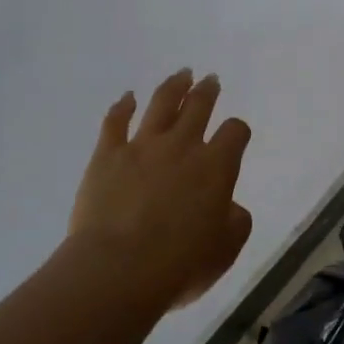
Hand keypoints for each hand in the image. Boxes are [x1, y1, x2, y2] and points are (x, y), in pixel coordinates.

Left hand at [66, 69, 253, 311]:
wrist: (118, 269)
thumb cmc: (180, 263)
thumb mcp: (226, 248)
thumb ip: (235, 220)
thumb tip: (227, 206)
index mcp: (217, 166)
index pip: (235, 132)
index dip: (237, 130)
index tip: (235, 135)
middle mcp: (182, 146)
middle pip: (199, 106)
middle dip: (207, 91)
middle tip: (210, 79)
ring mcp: (142, 147)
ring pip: (161, 104)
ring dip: (174, 87)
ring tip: (181, 74)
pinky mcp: (107, 156)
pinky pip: (115, 122)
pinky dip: (122, 106)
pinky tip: (127, 97)